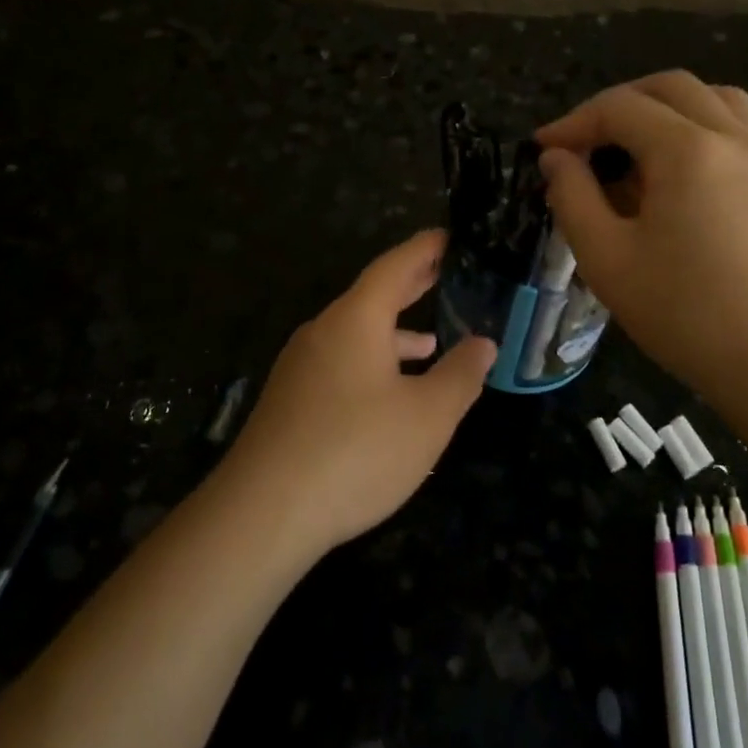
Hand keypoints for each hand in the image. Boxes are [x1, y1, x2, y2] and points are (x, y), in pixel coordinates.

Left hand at [216, 230, 496, 559]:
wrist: (264, 512)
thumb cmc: (356, 452)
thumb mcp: (427, 416)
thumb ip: (459, 375)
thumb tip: (484, 344)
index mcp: (355, 320)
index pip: (394, 267)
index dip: (424, 249)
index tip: (448, 236)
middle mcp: (323, 332)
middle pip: (372, 296)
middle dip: (410, 285)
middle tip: (444, 271)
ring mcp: (300, 366)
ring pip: (355, 334)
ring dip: (393, 333)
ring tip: (430, 342)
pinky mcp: (290, 400)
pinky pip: (339, 363)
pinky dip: (372, 364)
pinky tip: (388, 396)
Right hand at [535, 72, 747, 418]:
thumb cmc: (686, 313)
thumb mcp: (607, 258)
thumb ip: (572, 198)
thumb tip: (557, 159)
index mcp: (687, 149)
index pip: (620, 108)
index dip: (573, 122)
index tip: (542, 149)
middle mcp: (733, 138)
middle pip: (671, 88)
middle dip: (618, 104)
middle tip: (583, 141)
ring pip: (717, 99)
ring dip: (668, 107)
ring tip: (636, 145)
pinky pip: (746, 133)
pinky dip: (709, 131)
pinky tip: (690, 173)